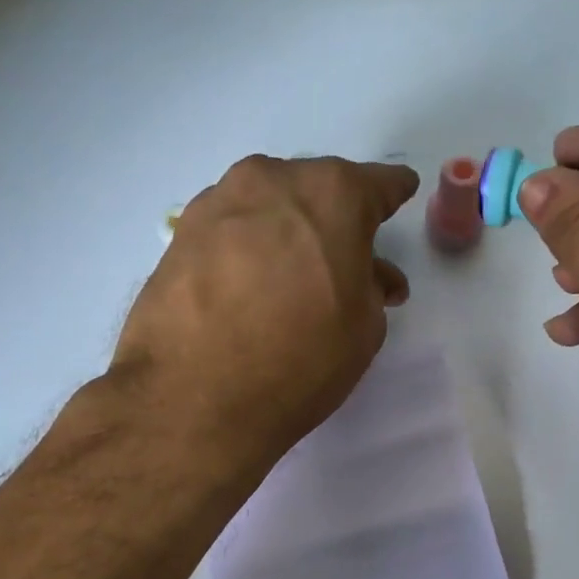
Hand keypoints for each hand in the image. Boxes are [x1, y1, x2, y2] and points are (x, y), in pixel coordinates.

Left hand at [110, 154, 417, 473]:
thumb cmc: (300, 360)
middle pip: (314, 190)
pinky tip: (246, 285)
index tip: (399, 195)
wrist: (195, 397)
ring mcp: (218, 203)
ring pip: (267, 207)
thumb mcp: (364, 329)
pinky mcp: (179, 235)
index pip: (376, 184)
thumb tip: (365, 276)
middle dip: (332, 219)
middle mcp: (272, 181)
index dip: (392, 194)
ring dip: (284, 232)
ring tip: (289, 276)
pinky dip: (245, 249)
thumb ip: (371, 288)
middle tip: (341, 259)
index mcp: (332, 194)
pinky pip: (229, 231)